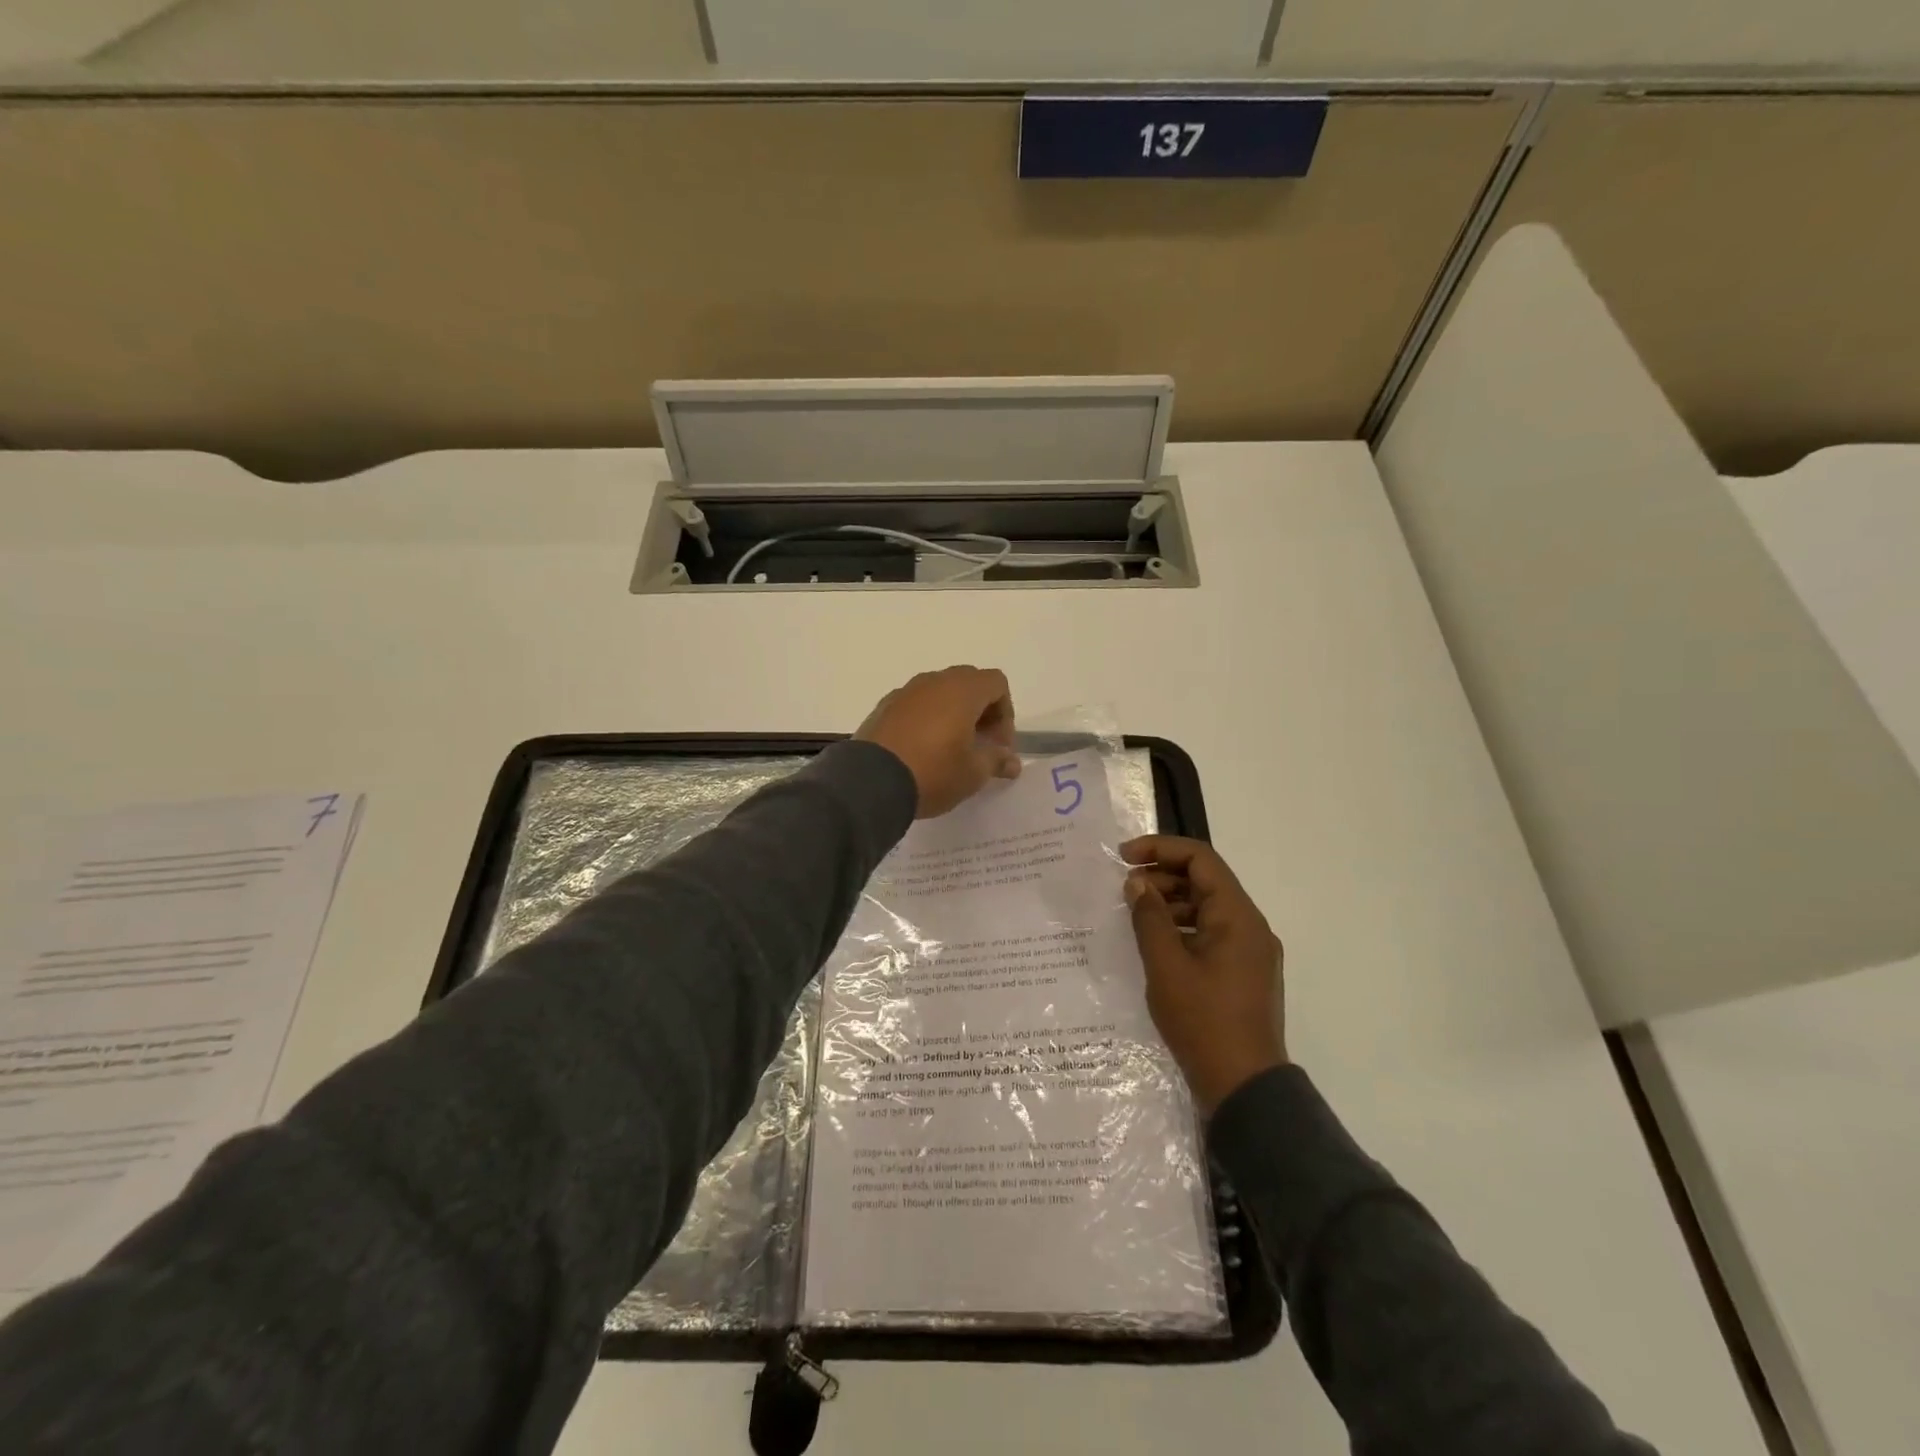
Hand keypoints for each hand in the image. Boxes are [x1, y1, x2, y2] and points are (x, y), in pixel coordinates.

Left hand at [856, 666, 1020, 818]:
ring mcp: (905, 692)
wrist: (869, 782)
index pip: (996, 683)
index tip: (998, 746)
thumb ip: (997, 761)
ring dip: (953, 715)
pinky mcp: (884, 707)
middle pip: (969, 683)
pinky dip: (927, 720)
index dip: (1005, 714)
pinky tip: (921, 751)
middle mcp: (933, 681)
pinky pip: (916, 705)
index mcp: (962, 690)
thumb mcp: (973, 773)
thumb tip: (1012, 762)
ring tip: (950, 750)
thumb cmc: (933, 772)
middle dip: (981, 712)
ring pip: (940, 693)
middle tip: (979, 747)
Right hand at [1123, 836, 1286, 1113]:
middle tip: (1124, 890)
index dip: (1160, 849)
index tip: (1123, 857)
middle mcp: (1250, 926)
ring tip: (1134, 916)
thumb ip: (1150, 918)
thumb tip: (1137, 883)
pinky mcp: (1242, 973)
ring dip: (1170, 903)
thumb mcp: (1166, 966)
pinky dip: (1181, 929)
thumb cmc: (1204, 1022)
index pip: (1201, 859)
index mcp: (1237, 917)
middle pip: (1205, 881)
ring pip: (1206, 908)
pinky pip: (1210, 934)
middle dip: (1162, 876)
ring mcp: (1249, 952)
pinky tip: (1154, 944)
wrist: (1245, 1089)